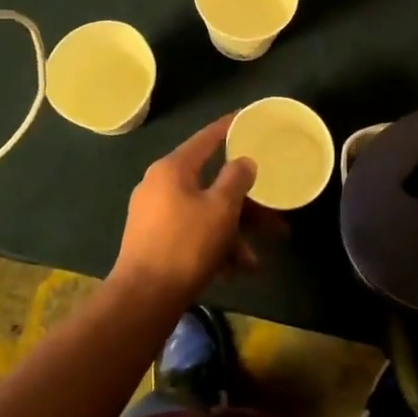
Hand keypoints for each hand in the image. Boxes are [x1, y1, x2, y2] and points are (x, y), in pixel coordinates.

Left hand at [112, 115, 259, 300]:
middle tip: (274, 214)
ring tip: (255, 260)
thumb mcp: (221, 209)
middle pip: (211, 184)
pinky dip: (214, 247)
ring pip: (205, 214)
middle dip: (245, 204)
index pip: (206, 138)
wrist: (143, 299)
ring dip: (233, 234)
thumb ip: (237, 179)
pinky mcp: (154, 241)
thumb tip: (243, 162)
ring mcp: (154, 215)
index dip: (229, 127)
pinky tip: (236, 272)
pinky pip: (192, 234)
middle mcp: (160, 186)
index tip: (247, 117)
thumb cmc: (186, 245)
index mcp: (173, 169)